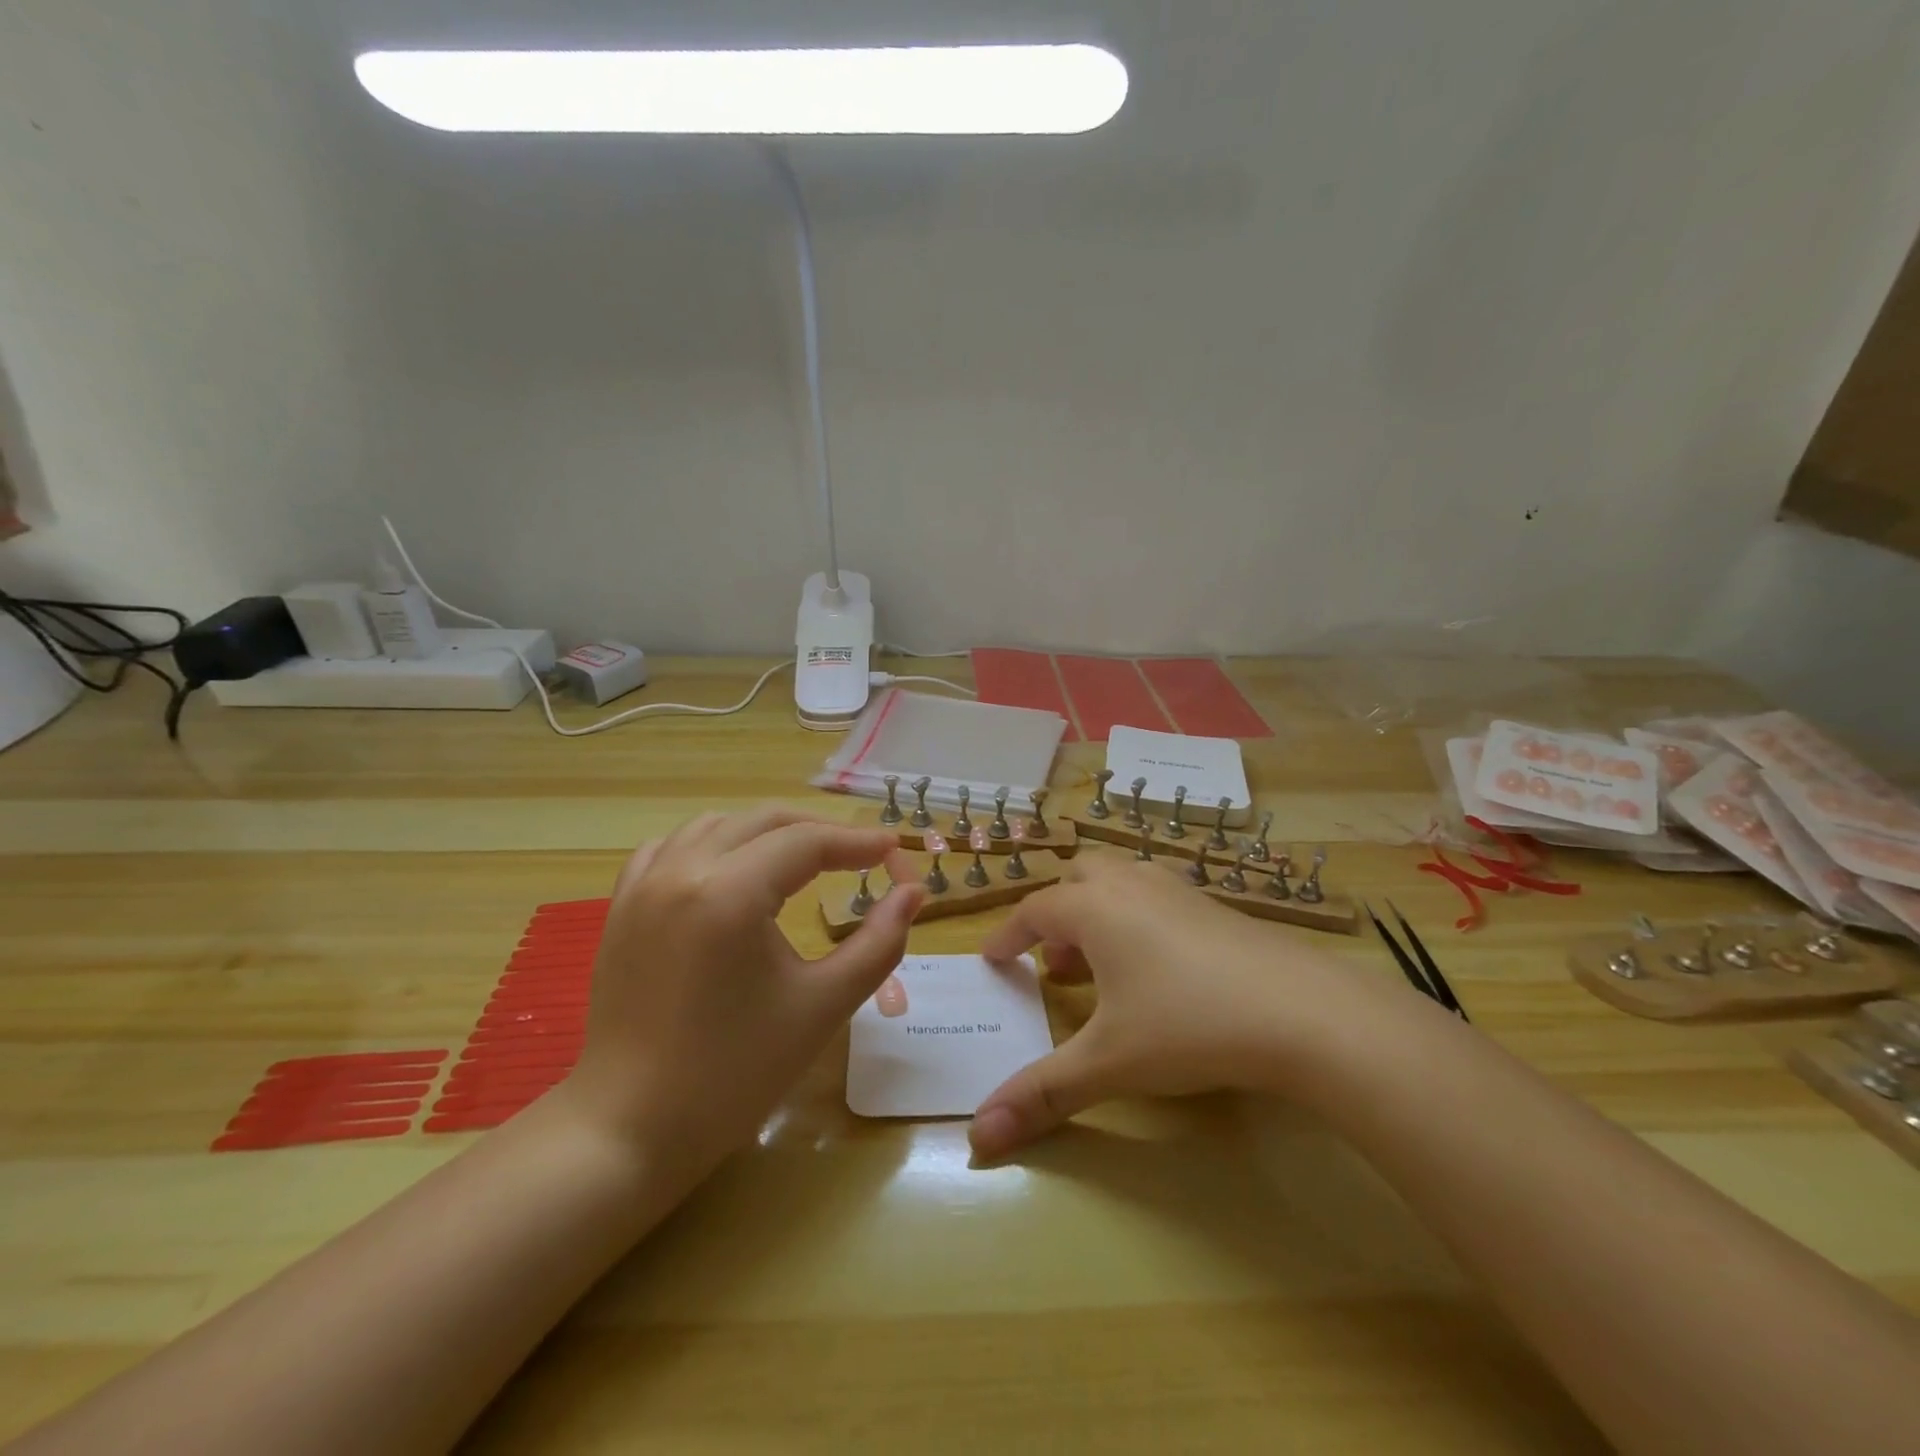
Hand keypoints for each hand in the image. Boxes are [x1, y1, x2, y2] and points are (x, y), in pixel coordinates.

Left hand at [558, 807, 923, 1176]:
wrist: (631, 1129)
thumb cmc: (734, 1073)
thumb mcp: (823, 1006)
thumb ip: (878, 943)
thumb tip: (912, 893)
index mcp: (729, 894)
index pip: (807, 842)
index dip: (857, 842)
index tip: (893, 850)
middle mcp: (682, 871)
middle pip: (765, 821)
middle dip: (818, 831)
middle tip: (860, 856)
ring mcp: (644, 885)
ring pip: (719, 825)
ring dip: (768, 833)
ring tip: (804, 861)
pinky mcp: (622, 905)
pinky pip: (673, 847)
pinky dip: (714, 844)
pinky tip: (732, 871)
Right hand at [969, 852, 1352, 1160]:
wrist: (1302, 1011)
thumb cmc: (1187, 1025)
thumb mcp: (1109, 1063)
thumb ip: (1043, 1094)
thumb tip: (979, 1138)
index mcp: (1094, 909)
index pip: (1034, 910)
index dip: (1008, 935)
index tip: (994, 959)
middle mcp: (1131, 886)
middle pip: (1078, 878)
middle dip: (1056, 914)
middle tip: (1054, 962)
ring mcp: (1178, 891)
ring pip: (1121, 882)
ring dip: (1097, 914)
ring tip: (1099, 967)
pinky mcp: (1216, 907)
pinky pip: (1158, 897)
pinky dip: (1138, 920)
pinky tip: (1158, 968)